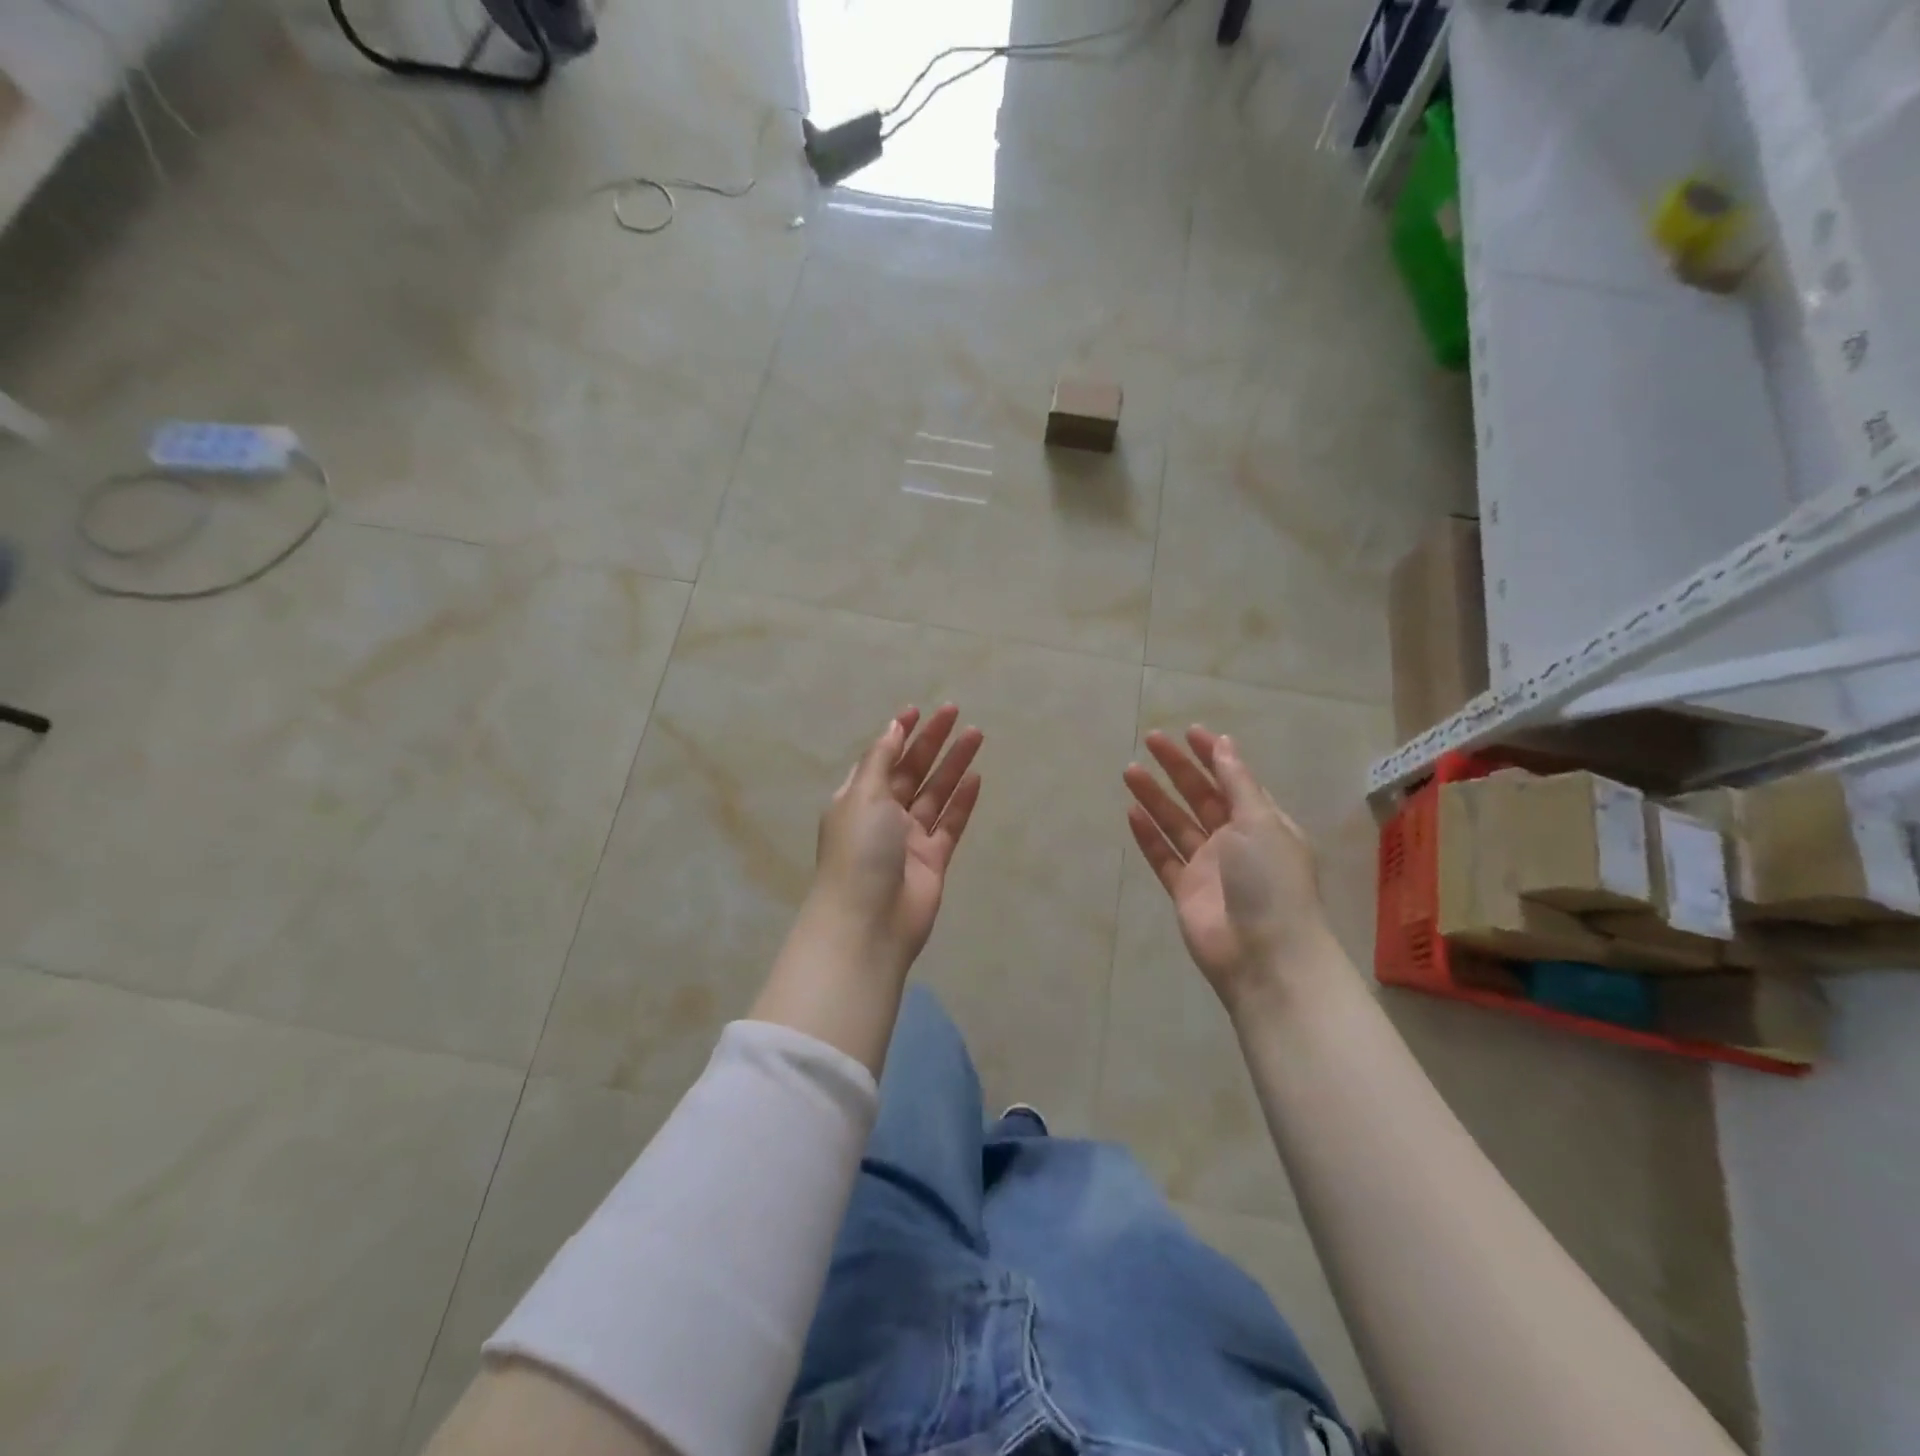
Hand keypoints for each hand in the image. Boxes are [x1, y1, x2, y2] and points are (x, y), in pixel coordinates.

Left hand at [808, 704, 983, 974]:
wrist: (869, 922)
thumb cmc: (859, 851)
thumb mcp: (864, 795)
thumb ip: (881, 760)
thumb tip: (892, 727)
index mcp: (858, 799)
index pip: (881, 758)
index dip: (898, 734)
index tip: (918, 711)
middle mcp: (883, 815)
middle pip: (911, 771)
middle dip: (932, 742)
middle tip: (955, 713)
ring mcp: (909, 839)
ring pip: (935, 794)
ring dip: (953, 765)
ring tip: (976, 736)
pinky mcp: (933, 860)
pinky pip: (950, 824)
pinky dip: (962, 801)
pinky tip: (977, 777)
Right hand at [1123, 726, 1332, 1009]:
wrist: (1264, 956)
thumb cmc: (1270, 881)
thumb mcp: (1260, 822)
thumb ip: (1237, 783)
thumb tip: (1225, 743)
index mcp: (1262, 823)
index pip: (1234, 780)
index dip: (1213, 755)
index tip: (1189, 732)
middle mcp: (1235, 841)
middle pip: (1201, 797)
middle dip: (1177, 769)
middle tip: (1150, 741)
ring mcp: (1208, 867)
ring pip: (1176, 824)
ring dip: (1155, 797)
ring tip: (1129, 771)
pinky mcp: (1185, 891)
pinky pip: (1163, 857)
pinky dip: (1148, 836)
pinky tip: (1131, 812)